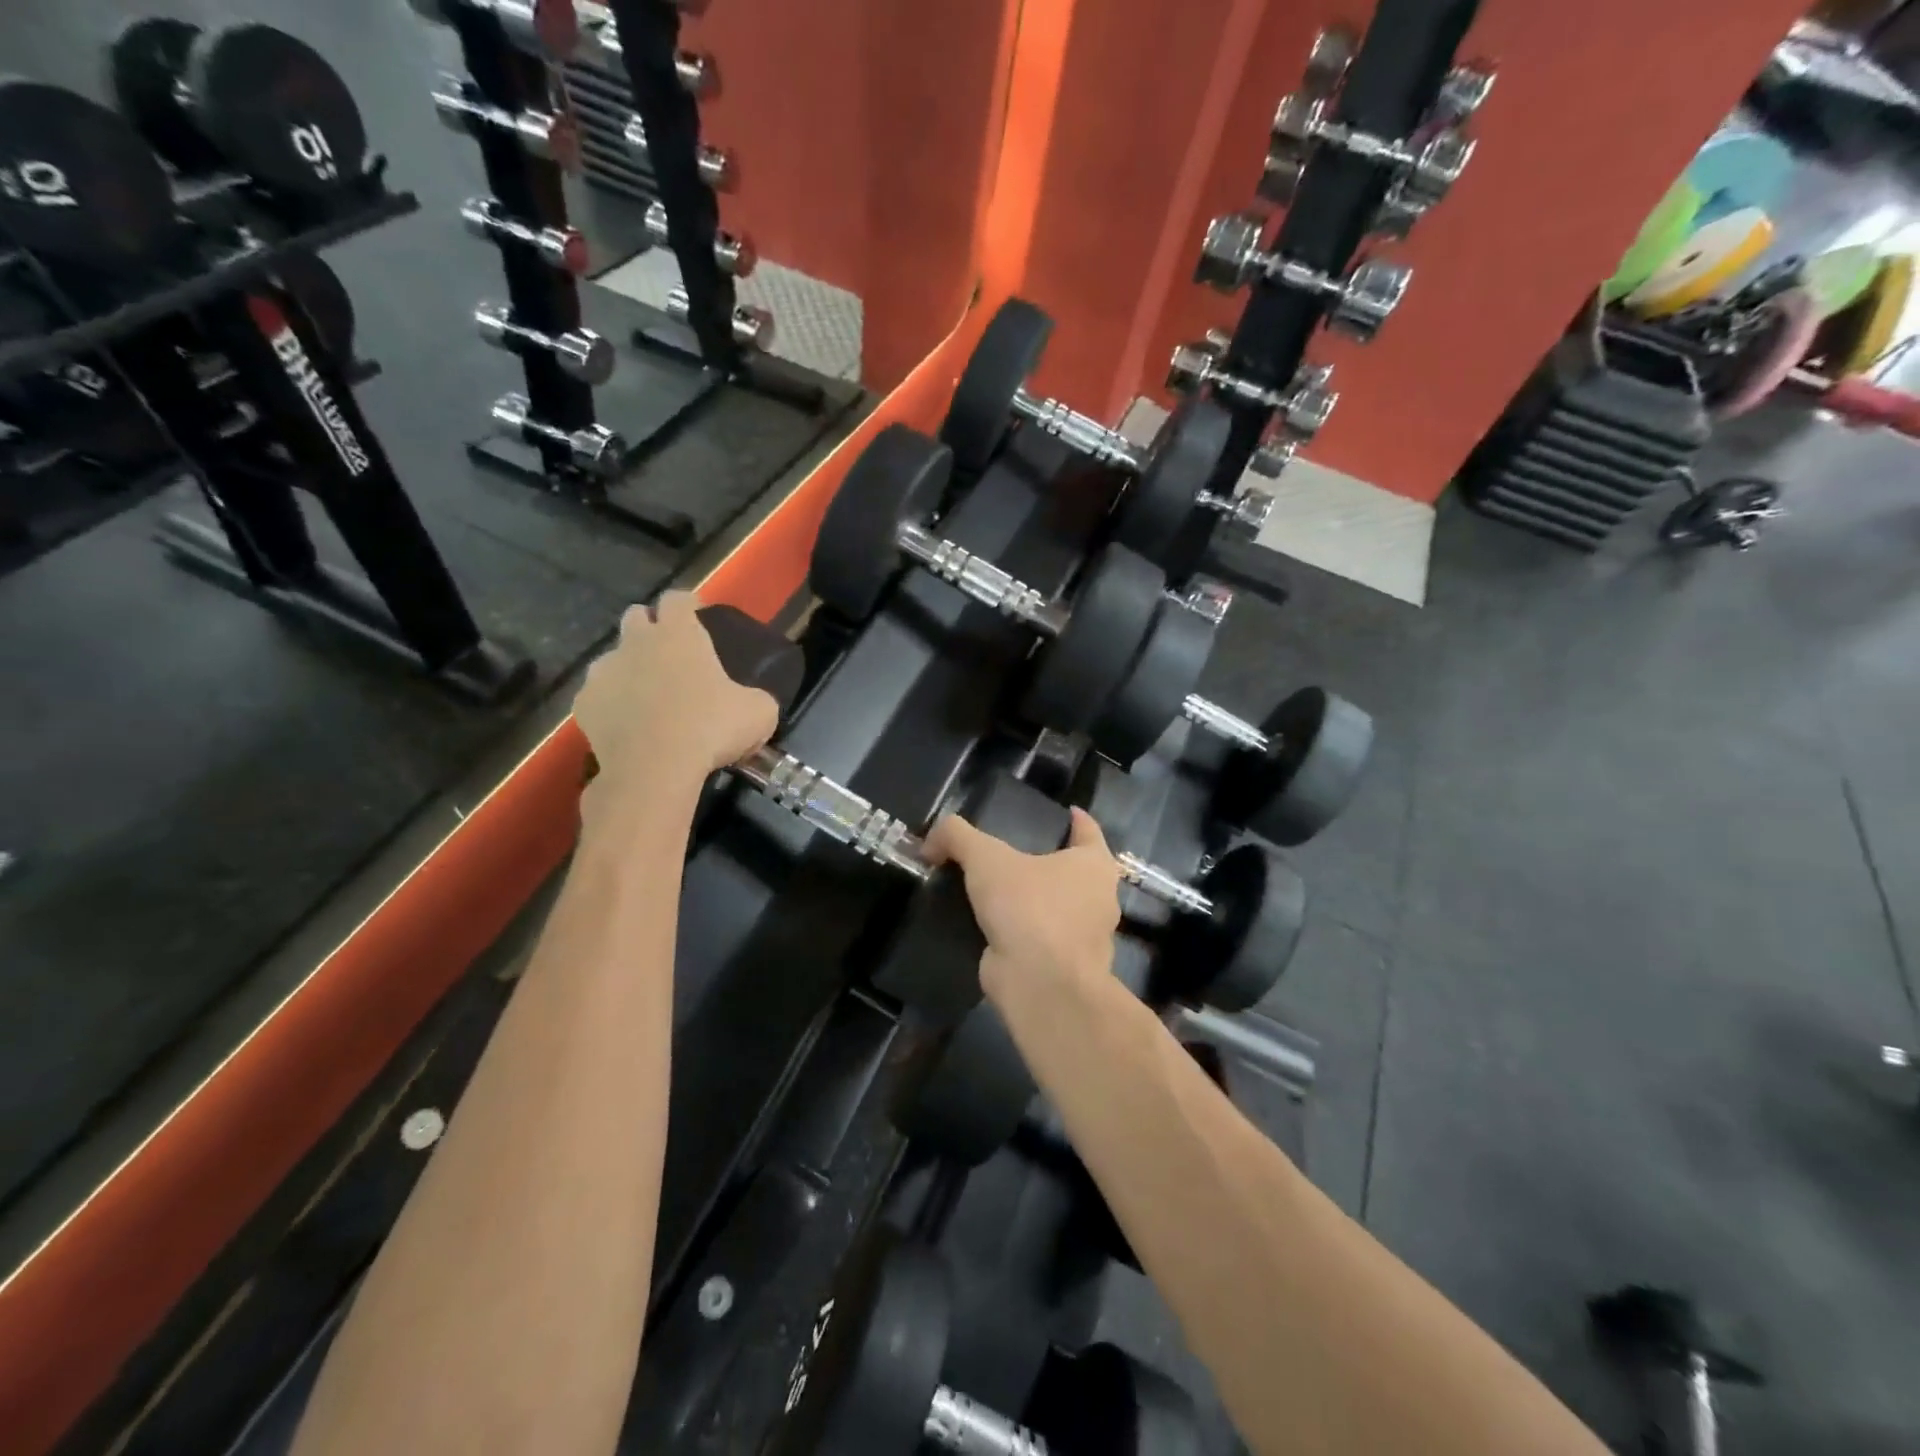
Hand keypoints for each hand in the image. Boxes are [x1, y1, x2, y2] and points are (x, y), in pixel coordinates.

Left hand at [575, 593, 779, 820]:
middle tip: (670, 655)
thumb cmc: (711, 729)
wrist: (654, 769)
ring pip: (612, 657)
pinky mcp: (583, 703)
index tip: (697, 617)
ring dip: (628, 668)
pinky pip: (597, 695)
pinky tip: (628, 726)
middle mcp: (636, 642)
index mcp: (679, 634)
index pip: (677, 599)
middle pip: (636, 616)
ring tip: (648, 697)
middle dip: (650, 628)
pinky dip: (611, 705)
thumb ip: (755, 697)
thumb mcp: (759, 713)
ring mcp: (604, 671)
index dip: (688, 605)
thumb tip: (752, 702)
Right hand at [923, 807, 1119, 1000]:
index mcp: (1094, 866)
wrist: (1040, 985)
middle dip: (1050, 862)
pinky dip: (1021, 932)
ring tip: (996, 889)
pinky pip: (1039, 939)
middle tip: (1013, 851)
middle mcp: (1097, 900)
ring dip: (1033, 900)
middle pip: (1074, 871)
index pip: (1089, 831)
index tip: (1065, 811)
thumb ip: (957, 837)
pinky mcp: (1062, 967)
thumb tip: (930, 841)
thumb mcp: (986, 858)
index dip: (1076, 819)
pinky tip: (991, 926)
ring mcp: (1082, 938)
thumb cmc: (1029, 908)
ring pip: (1057, 908)